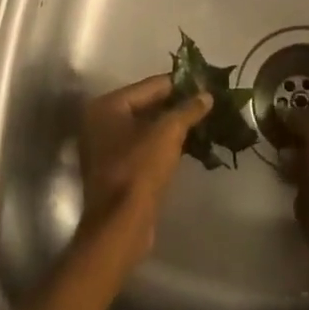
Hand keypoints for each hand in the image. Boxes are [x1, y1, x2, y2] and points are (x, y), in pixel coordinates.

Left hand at [76, 73, 210, 271]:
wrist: (120, 225)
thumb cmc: (140, 169)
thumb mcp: (168, 133)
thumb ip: (187, 110)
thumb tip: (206, 96)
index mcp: (107, 105)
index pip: (151, 85)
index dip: (180, 84)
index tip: (206, 84)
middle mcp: (100, 121)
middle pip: (147, 104)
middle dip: (177, 105)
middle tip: (208, 103)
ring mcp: (105, 146)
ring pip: (146, 126)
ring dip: (172, 125)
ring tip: (203, 122)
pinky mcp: (115, 168)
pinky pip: (143, 145)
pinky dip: (163, 143)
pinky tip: (188, 144)